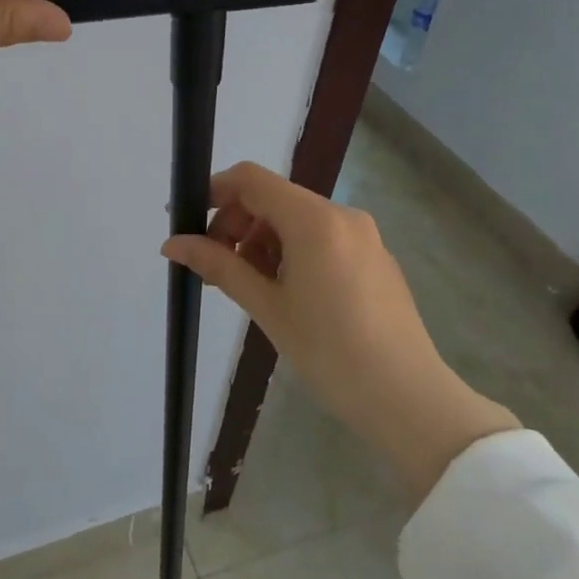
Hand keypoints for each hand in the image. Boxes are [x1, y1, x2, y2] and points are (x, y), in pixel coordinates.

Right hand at [162, 162, 518, 501]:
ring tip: (250, 285)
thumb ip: (218, 265)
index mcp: (314, 221)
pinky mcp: (375, 257)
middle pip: (273, 198)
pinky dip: (291, 251)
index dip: (214, 192)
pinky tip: (286, 293)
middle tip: (217, 266)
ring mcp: (364, 236)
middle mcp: (342, 216)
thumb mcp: (266, 306)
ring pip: (296, 219)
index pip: (251, 180)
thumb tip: (171, 243)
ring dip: (262, 240)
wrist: (407, 398)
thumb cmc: (329, 351)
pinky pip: (321, 237)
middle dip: (236, 223)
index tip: (188, 223)